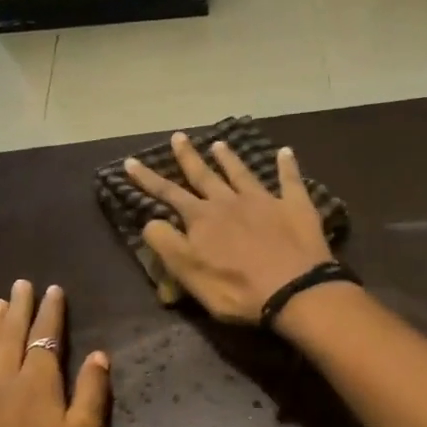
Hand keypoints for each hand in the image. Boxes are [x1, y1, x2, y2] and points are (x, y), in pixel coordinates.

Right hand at [125, 133, 332, 323]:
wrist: (294, 290)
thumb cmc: (237, 290)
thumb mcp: (190, 274)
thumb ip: (168, 245)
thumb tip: (150, 221)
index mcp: (202, 219)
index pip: (169, 194)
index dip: (148, 179)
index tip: (131, 162)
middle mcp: (230, 202)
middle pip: (205, 176)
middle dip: (189, 157)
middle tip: (178, 136)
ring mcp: (264, 201)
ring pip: (242, 173)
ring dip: (229, 158)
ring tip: (219, 143)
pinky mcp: (295, 207)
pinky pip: (290, 180)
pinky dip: (287, 165)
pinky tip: (286, 151)